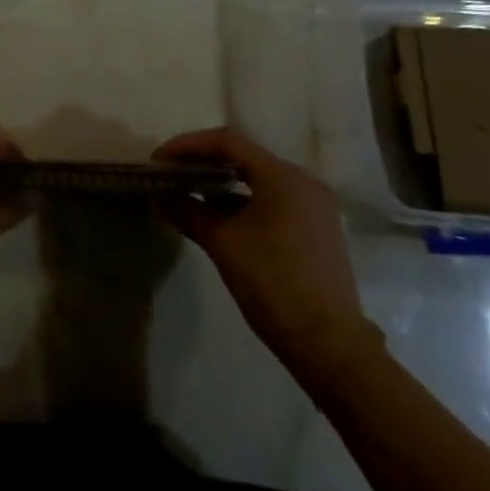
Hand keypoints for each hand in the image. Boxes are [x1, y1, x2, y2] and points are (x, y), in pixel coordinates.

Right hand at [154, 128, 381, 392]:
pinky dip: (242, 204)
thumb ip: (189, 212)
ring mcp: (313, 207)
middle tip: (171, 174)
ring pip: (258, 181)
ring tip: (188, 193)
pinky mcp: (315, 230)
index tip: (160, 160)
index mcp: (285, 178)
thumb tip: (161, 196)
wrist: (330, 347)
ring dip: (221, 185)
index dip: (189, 145)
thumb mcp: (224, 244)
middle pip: (245, 158)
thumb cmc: (274, 285)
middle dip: (204, 163)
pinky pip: (271, 202)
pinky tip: (217, 218)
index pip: (228, 143)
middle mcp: (304, 183)